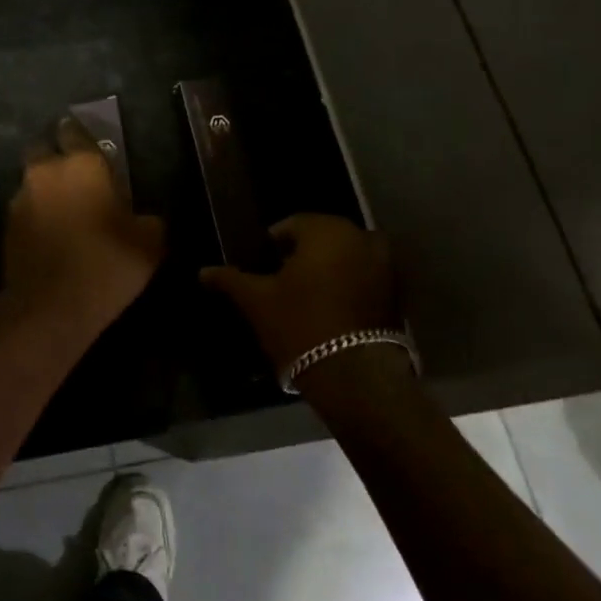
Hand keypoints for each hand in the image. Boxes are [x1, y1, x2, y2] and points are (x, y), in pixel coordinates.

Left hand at [0, 118, 164, 345]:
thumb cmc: (107, 265)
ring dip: (46, 190)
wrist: (50, 309)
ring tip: (65, 212)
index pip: (77, 132)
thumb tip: (142, 217)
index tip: (93, 151)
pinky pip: (25, 210)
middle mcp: (45, 172)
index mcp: (82, 164)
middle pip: (46, 151)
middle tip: (78, 180)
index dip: (83, 139)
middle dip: (58, 159)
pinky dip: (37, 216)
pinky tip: (52, 235)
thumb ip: (147, 219)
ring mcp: (20, 198)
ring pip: (33, 182)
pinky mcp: (6, 226)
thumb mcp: (149, 243)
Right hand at [201, 214, 398, 378]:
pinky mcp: (397, 294)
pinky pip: (365, 278)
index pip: (292, 224)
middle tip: (280, 282)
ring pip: (346, 257)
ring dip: (328, 269)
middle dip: (302, 255)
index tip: (261, 266)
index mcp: (326, 230)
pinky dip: (349, 286)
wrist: (355, 376)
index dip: (272, 244)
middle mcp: (361, 237)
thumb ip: (230, 280)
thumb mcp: (257, 301)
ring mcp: (385, 265)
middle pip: (322, 238)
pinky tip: (330, 311)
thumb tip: (203, 271)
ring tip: (305, 297)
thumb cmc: (300, 326)